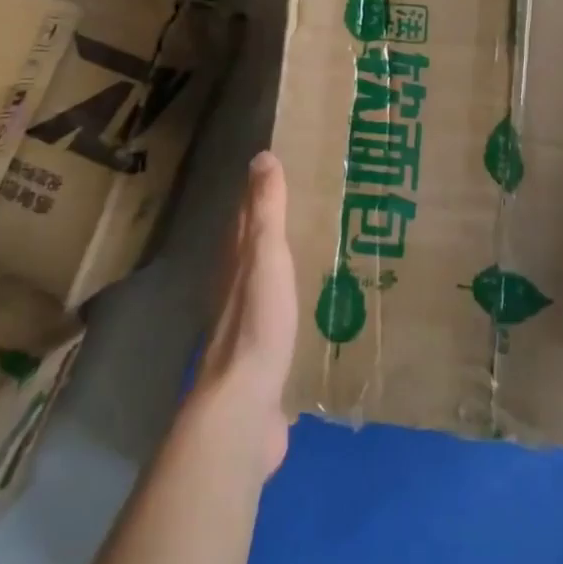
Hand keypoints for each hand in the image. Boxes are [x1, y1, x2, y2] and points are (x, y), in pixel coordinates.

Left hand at [195, 152, 297, 476]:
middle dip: (279, 227)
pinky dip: (299, 303)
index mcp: (237, 262)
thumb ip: (266, 212)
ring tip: (325, 250)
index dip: (262, 192)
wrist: (245, 407)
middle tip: (317, 206)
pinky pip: (286, 317)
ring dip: (290, 265)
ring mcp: (252, 325)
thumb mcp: (266, 258)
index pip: (247, 216)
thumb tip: (262, 156)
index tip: (287, 169)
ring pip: (271, 282)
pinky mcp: (268, 357)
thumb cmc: (257, 323)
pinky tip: (322, 307)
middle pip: (257, 249)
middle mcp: (239, 289)